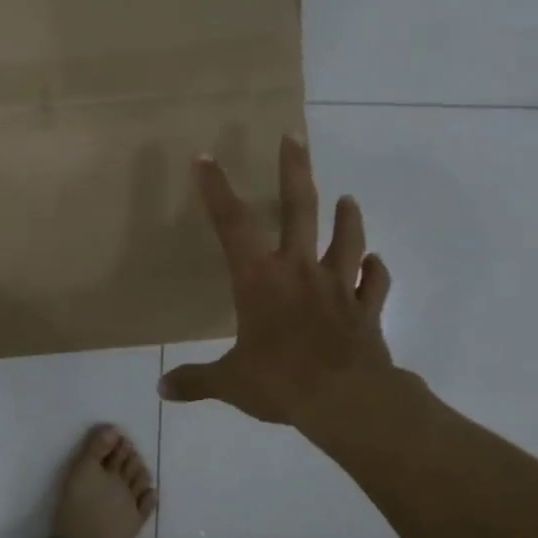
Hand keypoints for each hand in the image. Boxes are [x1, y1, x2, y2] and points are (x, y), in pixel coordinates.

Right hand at [157, 135, 396, 429]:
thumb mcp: (230, 383)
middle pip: (300, 209)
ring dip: (347, 217)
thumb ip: (196, 382)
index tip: (205, 158)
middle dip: (294, 170)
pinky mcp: (366, 310)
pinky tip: (375, 263)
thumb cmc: (280, 382)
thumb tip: (162, 390)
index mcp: (259, 280)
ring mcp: (338, 287)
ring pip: (346, 239)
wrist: (346, 400)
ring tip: (347, 198)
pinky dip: (375, 271)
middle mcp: (299, 271)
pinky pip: (374, 284)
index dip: (216, 190)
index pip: (231, 225)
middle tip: (294, 137)